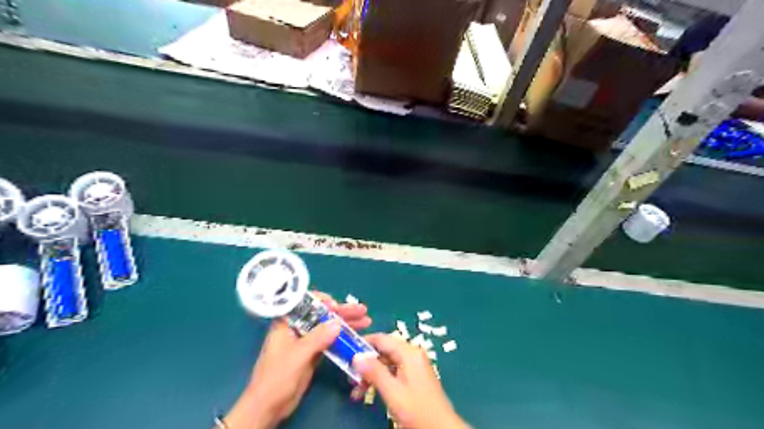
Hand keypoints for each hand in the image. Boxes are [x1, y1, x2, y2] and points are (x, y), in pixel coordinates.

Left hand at [224, 292, 369, 428]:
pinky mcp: (313, 353)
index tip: (337, 305)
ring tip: (366, 320)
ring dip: (346, 323)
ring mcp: (306, 341)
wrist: (268, 407)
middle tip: (362, 310)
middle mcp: (298, 328)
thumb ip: (317, 338)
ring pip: (328, 327)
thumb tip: (338, 323)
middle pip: (322, 314)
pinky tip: (357, 336)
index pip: (305, 303)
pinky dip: (343, 338)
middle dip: (342, 311)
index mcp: (287, 323)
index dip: (322, 300)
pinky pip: (330, 341)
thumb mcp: (297, 355)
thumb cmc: (276, 377)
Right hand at [353, 335, 472, 428]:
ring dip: (371, 374)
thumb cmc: (417, 409)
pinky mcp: (414, 376)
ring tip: (356, 391)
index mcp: (409, 353)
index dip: (364, 342)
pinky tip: (369, 392)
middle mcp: (412, 354)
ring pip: (387, 363)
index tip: (346, 350)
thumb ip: (374, 372)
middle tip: (350, 377)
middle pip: (384, 351)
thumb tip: (356, 356)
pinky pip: (393, 371)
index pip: (382, 339)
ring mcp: (414, 365)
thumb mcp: (392, 392)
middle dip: (366, 363)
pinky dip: (381, 379)